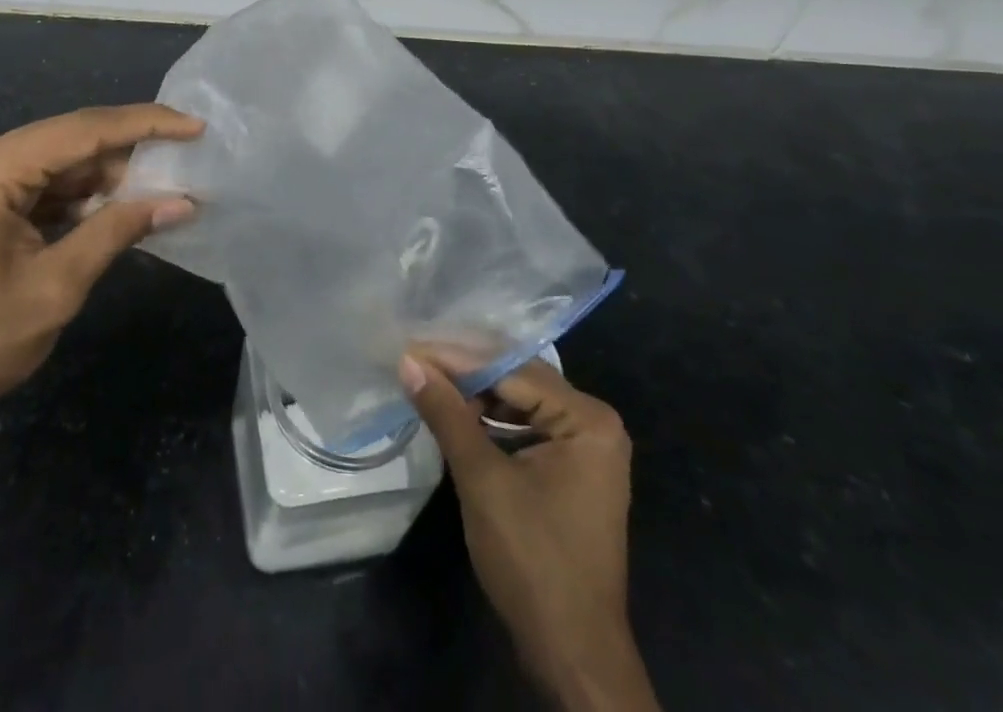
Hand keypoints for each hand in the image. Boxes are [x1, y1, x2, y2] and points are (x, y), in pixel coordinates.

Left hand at [0, 104, 201, 462]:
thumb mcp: (55, 287)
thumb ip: (118, 231)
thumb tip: (182, 202)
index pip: (81, 131)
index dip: (145, 125)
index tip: (195, 126)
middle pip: (66, 146)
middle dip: (123, 163)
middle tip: (180, 176)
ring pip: (51, 165)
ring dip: (99, 184)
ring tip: (154, 198)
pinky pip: (30, 183)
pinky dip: (69, 199)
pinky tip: (109, 213)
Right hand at [400, 356, 658, 711]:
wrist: (573, 654)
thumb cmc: (532, 560)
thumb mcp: (482, 479)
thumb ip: (446, 413)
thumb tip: (408, 361)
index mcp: (587, 419)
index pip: (511, 370)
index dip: (457, 359)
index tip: (411, 347)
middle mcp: (594, 423)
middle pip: (519, 380)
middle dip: (466, 372)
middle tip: (415, 360)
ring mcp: (587, 448)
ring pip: (520, 401)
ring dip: (475, 395)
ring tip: (428, 382)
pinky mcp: (572, 471)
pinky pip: (526, 427)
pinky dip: (491, 420)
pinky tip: (456, 415)